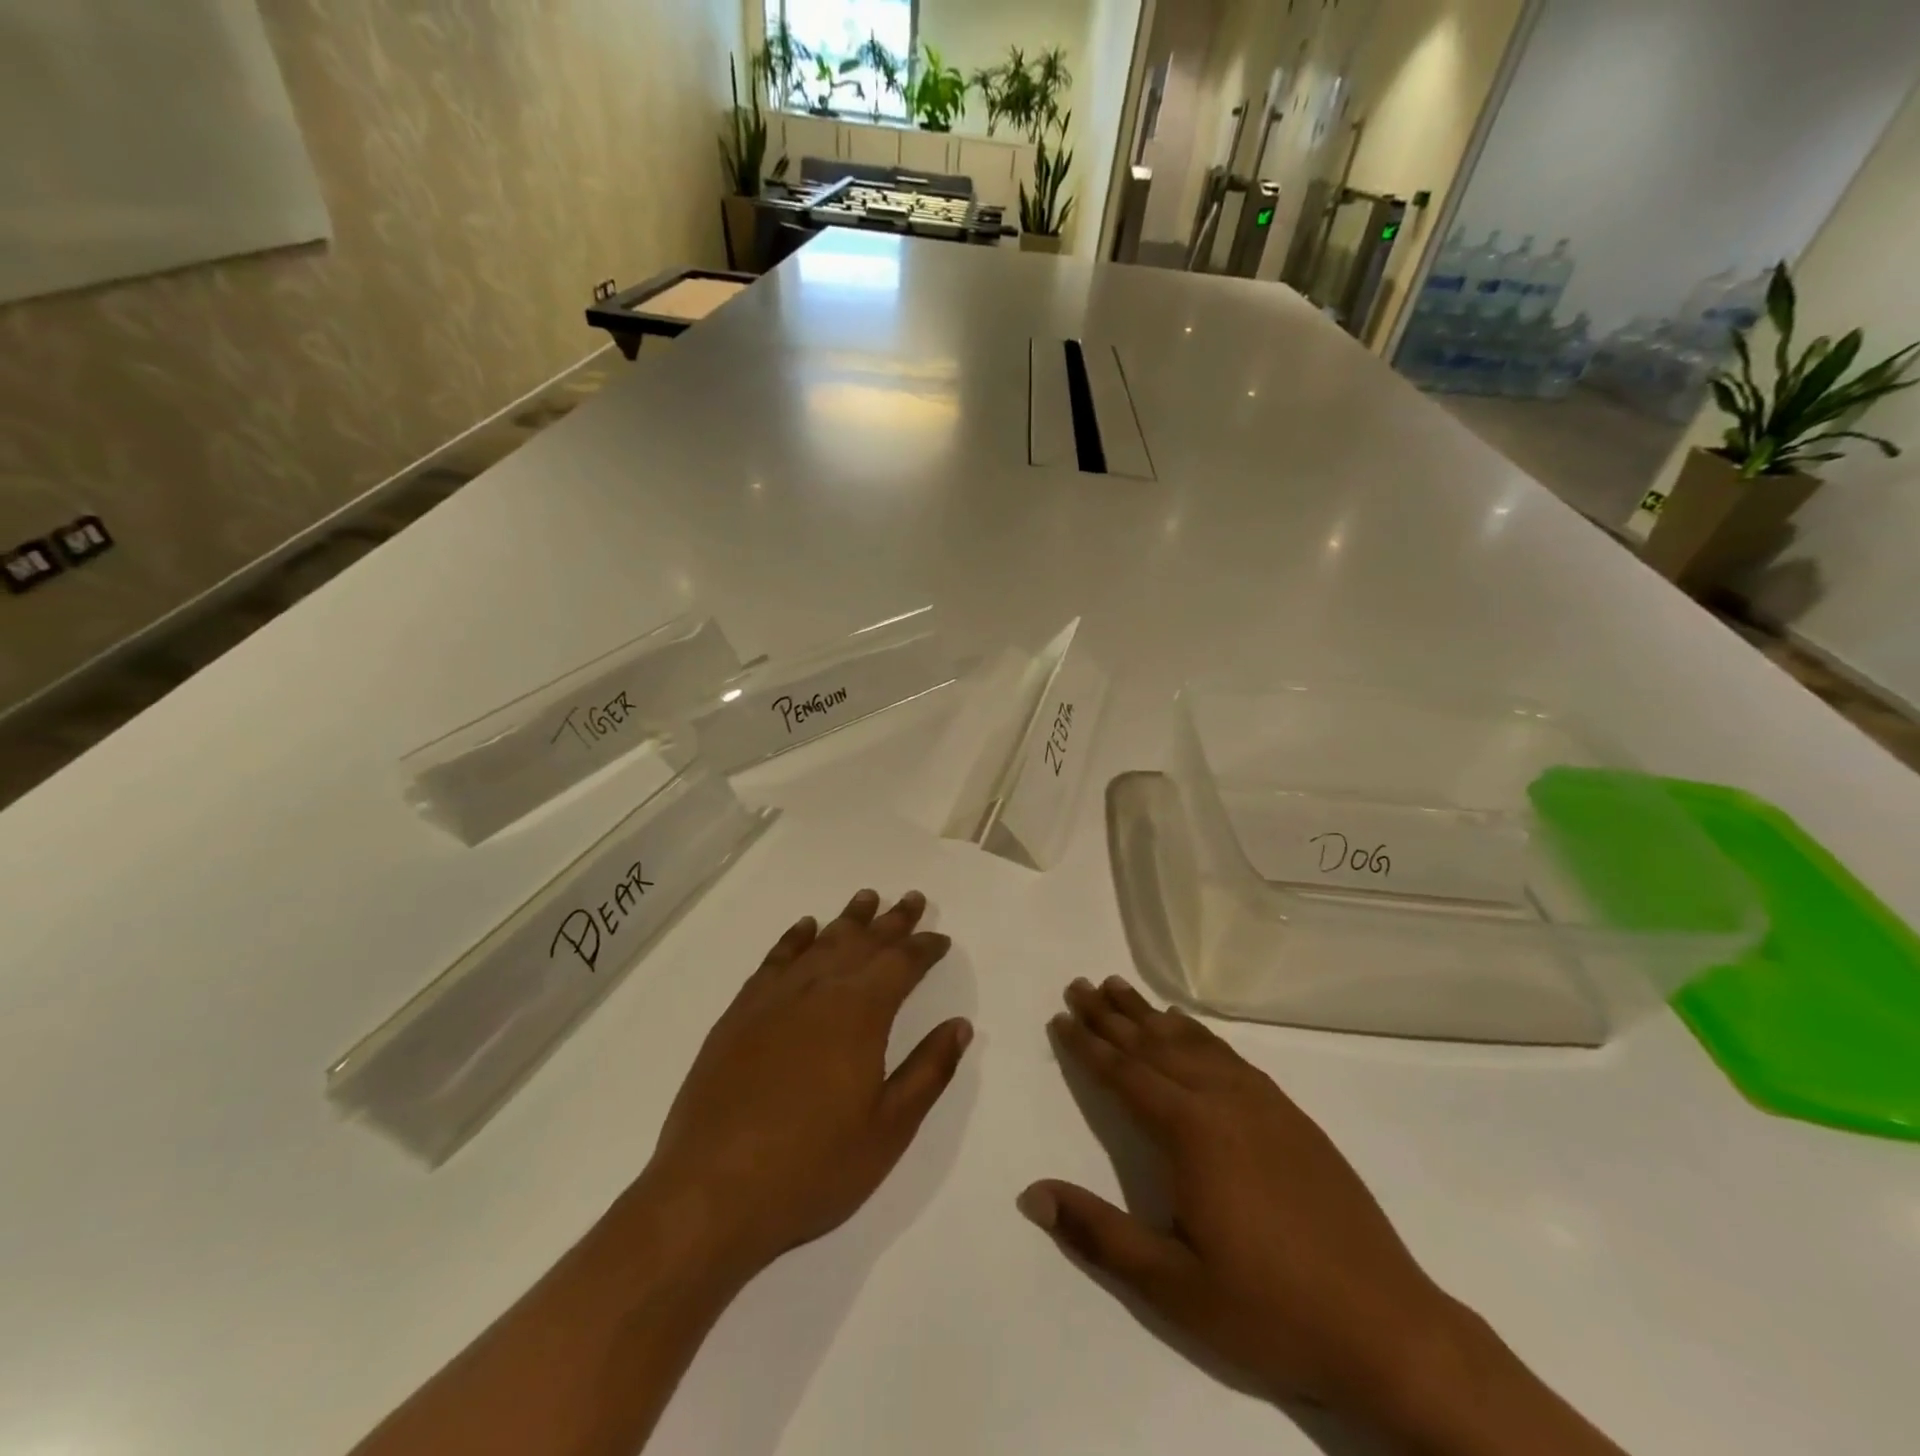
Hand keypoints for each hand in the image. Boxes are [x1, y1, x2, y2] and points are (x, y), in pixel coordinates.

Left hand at [633, 888, 971, 1284]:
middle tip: (912, 899)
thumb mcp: (888, 1129)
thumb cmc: (812, 1167)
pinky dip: (794, 939)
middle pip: (863, 942)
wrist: (710, 1193)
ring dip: (848, 919)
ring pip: (821, 942)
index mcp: (860, 1013)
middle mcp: (819, 990)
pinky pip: (774, 960)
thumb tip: (960, 1025)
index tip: (940, 938)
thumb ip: (928, 1071)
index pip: (901, 963)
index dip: (924, 948)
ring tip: (867, 898)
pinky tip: (804, 928)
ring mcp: (774, 998)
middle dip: (892, 920)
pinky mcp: (739, 1014)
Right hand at [1022, 976, 1463, 1420]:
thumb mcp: (1173, 1287)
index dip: (1088, 1044)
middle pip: (1154, 1045)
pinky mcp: (1291, 1116)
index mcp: (1191, 1133)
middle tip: (1080, 984)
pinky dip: (1199, 1034)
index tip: (1060, 1015)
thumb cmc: (1270, 1309)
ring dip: (1151, 1015)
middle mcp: (1223, 1101)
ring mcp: (1262, 1104)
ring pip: (1192, 1043)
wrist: (1387, 1328)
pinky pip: (1230, 1056)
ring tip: (1121, 988)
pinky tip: (1188, 1029)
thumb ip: (1099, 1234)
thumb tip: (1032, 1194)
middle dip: (1112, 1016)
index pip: (1124, 1075)